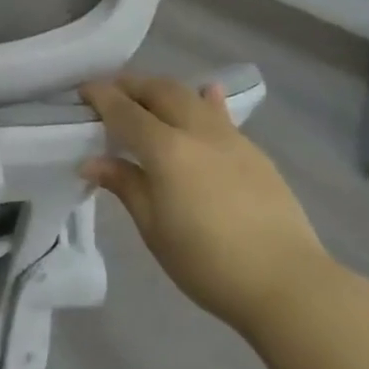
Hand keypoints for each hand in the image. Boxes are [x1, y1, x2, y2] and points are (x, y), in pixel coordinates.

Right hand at [81, 73, 333, 336]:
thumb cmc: (207, 262)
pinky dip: (203, 101)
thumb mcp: (154, 228)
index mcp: (167, 150)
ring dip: (163, 91)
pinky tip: (205, 97)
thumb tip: (92, 162)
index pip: (125, 110)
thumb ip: (125, 185)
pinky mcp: (255, 152)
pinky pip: (221, 114)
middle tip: (111, 93)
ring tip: (147, 97)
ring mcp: (231, 138)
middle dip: (132, 85)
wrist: (287, 283)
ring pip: (192, 96)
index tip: (82, 91)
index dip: (101, 96)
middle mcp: (198, 132)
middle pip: (160, 91)